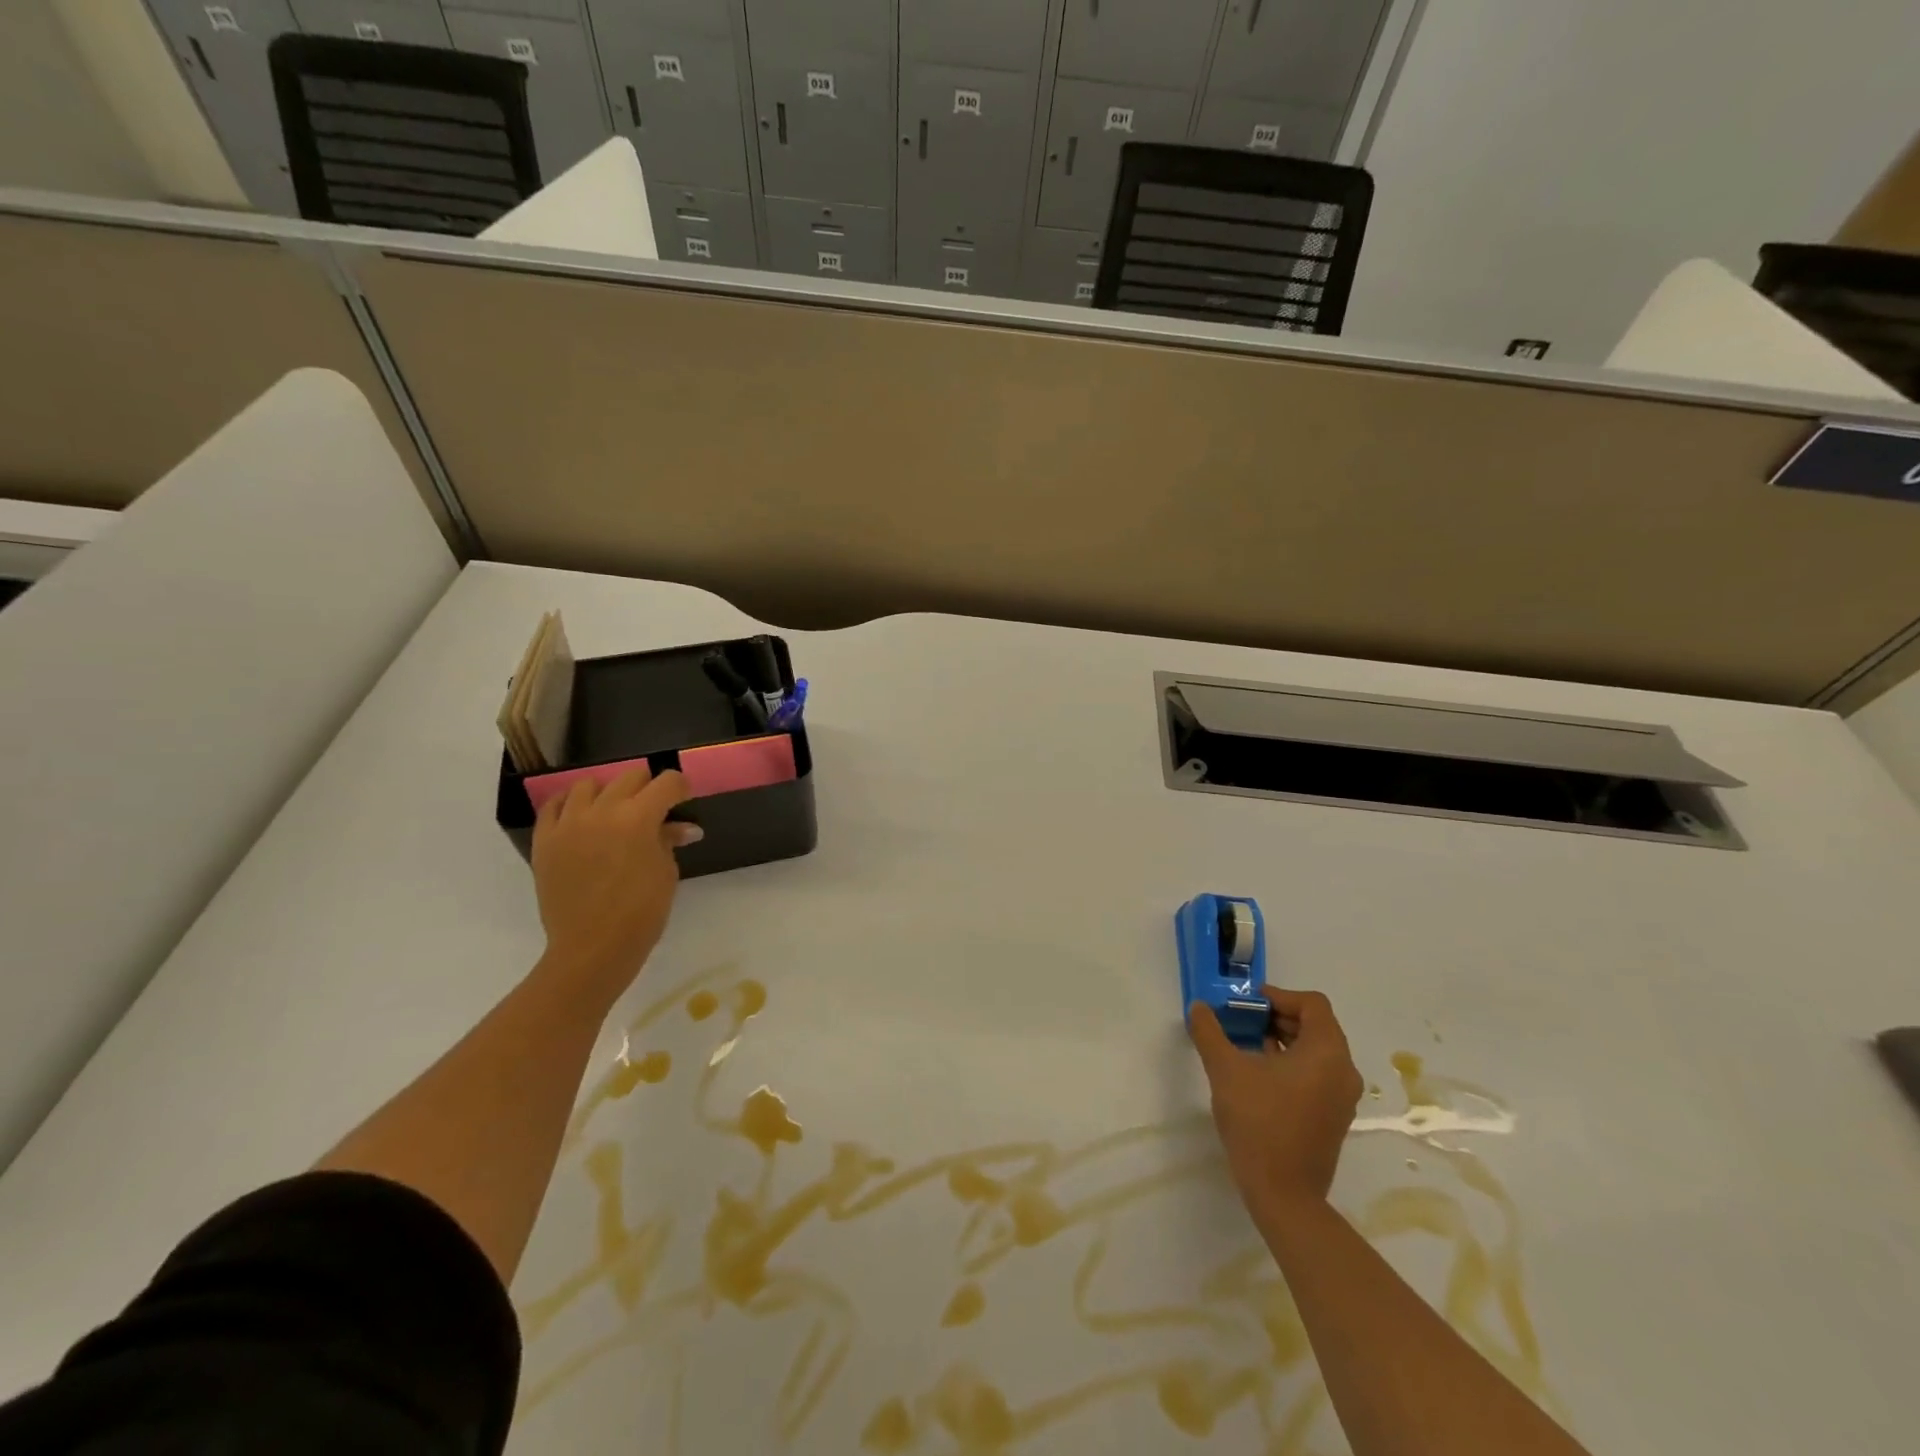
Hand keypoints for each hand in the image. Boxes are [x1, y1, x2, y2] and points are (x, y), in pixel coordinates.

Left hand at [530, 766, 698, 1007]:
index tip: (683, 800)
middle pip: (631, 776)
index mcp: (639, 818)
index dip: (681, 788)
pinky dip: (570, 804)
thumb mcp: (666, 873)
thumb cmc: (641, 913)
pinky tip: (581, 817)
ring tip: (613, 813)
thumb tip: (685, 828)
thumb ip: (669, 841)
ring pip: (589, 785)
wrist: (592, 948)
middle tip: (654, 809)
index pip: (667, 782)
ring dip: (608, 793)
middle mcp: (602, 811)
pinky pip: (554, 806)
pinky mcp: (545, 840)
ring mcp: (569, 823)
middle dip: (648, 788)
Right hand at [1190, 988, 1363, 1216]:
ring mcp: (1342, 1097)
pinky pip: (1317, 1074)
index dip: (1279, 996)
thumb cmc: (1259, 1122)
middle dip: (1277, 1017)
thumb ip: (1210, 1032)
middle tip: (1242, 1021)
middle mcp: (1343, 1070)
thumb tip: (1199, 1007)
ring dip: (1283, 1039)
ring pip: (1316, 1050)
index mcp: (1326, 1052)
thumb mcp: (1225, 1070)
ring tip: (1246, 1044)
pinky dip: (1292, 1063)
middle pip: (1316, 1025)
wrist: (1284, 1194)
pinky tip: (1259, 1074)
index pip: (1312, 1004)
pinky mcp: (1334, 1116)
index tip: (1248, 1005)